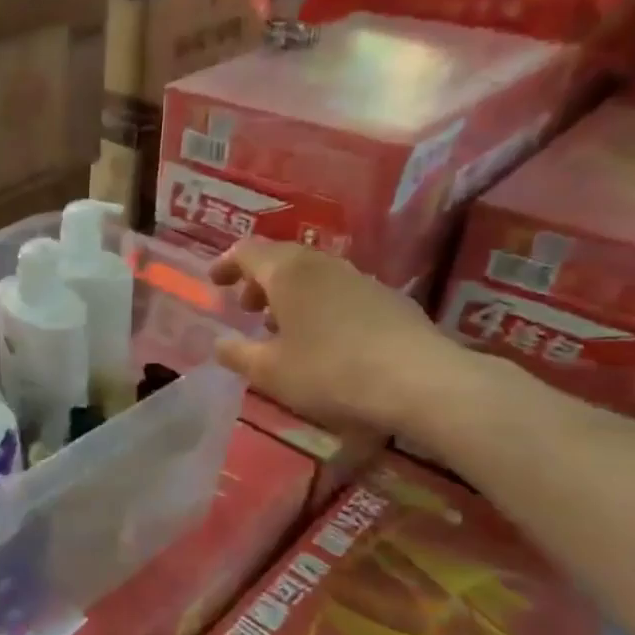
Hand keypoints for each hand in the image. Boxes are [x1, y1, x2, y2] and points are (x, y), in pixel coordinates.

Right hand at [210, 239, 475, 436]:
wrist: (420, 382)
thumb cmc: (329, 372)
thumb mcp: (269, 372)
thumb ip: (238, 354)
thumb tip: (220, 343)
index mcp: (288, 272)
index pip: (247, 251)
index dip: (226, 264)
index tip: (214, 283)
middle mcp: (323, 265)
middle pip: (282, 258)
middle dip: (258, 280)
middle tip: (247, 308)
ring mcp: (360, 279)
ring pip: (313, 275)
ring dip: (290, 294)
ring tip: (281, 328)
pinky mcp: (388, 300)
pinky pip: (339, 291)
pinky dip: (318, 305)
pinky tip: (322, 339)